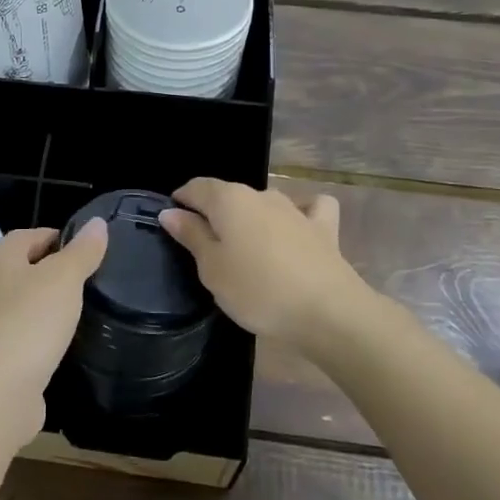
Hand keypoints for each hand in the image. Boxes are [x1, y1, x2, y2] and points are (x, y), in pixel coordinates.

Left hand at [0, 220, 107, 454]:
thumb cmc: (29, 324)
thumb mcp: (64, 279)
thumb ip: (82, 251)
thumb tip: (97, 223)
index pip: (30, 235)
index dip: (60, 237)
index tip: (91, 250)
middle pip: (24, 268)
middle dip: (55, 271)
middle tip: (92, 279)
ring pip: (23, 303)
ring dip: (48, 305)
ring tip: (83, 310)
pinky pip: (23, 335)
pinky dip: (42, 335)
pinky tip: (63, 344)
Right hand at [159, 180, 368, 346]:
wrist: (328, 312)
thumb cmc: (258, 291)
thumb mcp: (212, 268)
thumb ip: (191, 236)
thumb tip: (170, 211)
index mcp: (229, 200)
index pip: (196, 187)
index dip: (181, 200)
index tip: (172, 221)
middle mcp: (261, 194)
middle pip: (228, 195)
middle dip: (213, 212)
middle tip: (204, 246)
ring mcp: (296, 209)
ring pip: (263, 202)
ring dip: (250, 217)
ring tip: (246, 246)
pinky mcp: (324, 228)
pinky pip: (309, 208)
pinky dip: (300, 212)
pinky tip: (296, 226)